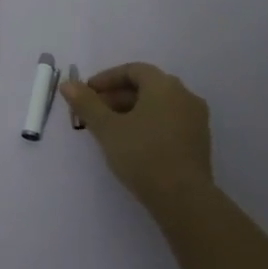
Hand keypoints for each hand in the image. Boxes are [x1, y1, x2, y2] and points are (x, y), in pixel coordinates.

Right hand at [61, 62, 214, 214]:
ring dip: (132, 111)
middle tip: (94, 113)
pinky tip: (133, 143)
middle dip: (117, 96)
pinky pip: (170, 121)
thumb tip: (68, 84)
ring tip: (110, 130)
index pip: (133, 70)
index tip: (87, 93)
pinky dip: (149, 123)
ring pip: (158, 105)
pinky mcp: (200, 140)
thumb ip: (86, 103)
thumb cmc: (142, 155)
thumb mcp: (107, 128)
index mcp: (164, 86)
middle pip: (146, 86)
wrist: (184, 199)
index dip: (107, 79)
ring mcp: (196, 118)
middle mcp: (185, 95)